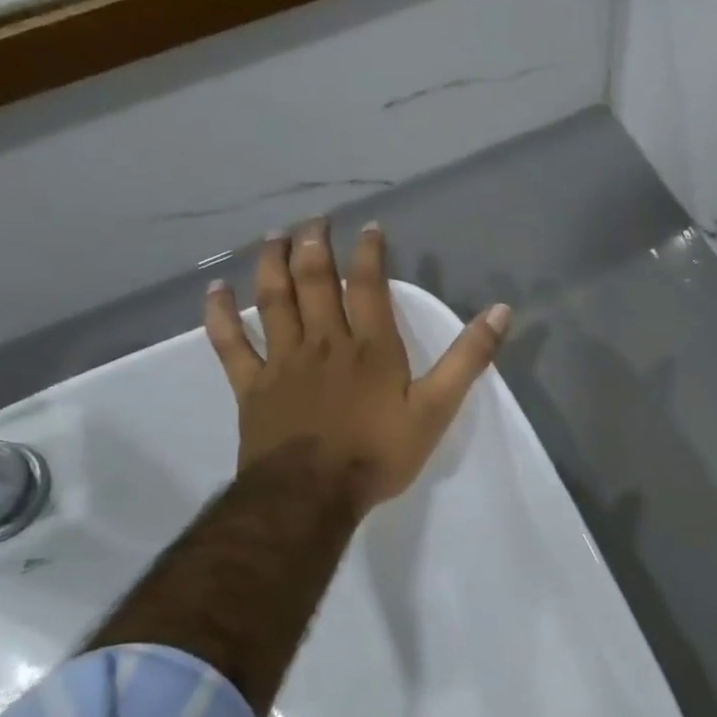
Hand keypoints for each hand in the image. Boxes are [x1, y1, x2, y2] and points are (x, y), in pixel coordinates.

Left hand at [203, 219, 510, 516]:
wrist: (311, 496)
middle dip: (314, 246)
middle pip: (315, 282)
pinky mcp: (252, 386)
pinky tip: (215, 292)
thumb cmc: (378, 453)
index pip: (368, 286)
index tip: (368, 227)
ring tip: (274, 237)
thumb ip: (468, 359)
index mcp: (371, 348)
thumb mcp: (437, 408)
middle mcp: (325, 343)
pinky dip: (221, 315)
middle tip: (314, 221)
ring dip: (272, 264)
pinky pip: (231, 344)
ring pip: (274, 301)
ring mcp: (283, 362)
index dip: (369, 253)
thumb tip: (501, 311)